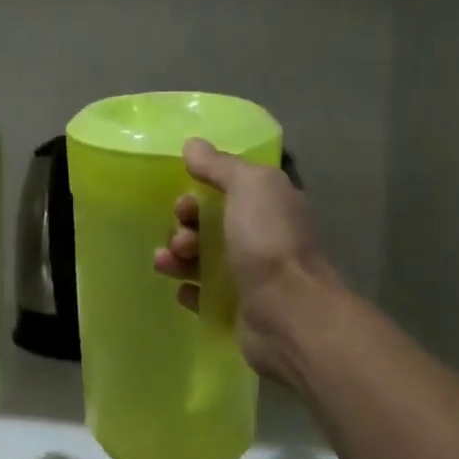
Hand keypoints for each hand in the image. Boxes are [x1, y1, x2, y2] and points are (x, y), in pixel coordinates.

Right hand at [152, 138, 343, 384]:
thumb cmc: (268, 242)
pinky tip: (183, 290)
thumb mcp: (249, 186)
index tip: (185, 202)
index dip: (199, 192)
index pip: (227, 190)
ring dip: (178, 256)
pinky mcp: (236, 308)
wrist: (288, 313)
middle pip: (208, 224)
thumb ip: (220, 165)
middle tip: (182, 238)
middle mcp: (262, 238)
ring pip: (200, 258)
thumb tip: (192, 144)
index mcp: (269, 205)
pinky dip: (188, 289)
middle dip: (184, 226)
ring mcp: (250, 276)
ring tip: (170, 264)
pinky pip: (202, 293)